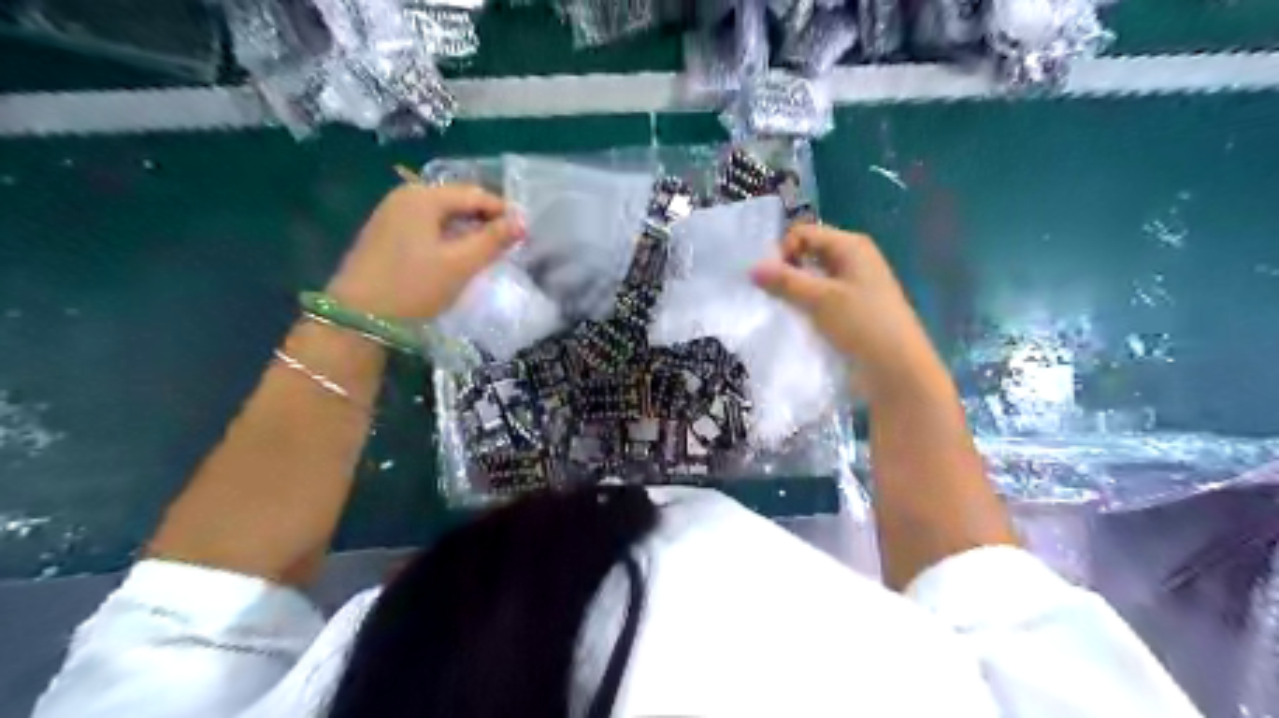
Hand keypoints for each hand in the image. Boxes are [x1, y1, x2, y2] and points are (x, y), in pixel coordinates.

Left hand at [324, 183, 522, 317]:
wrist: (358, 317)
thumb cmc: (414, 287)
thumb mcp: (460, 264)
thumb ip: (492, 240)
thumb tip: (521, 222)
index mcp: (424, 197)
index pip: (475, 194)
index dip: (503, 212)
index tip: (524, 234)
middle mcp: (405, 196)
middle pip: (457, 200)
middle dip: (485, 220)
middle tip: (507, 244)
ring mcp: (391, 214)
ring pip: (442, 215)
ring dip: (467, 229)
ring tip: (486, 252)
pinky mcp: (385, 234)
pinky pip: (426, 226)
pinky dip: (447, 236)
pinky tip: (456, 257)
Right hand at [753, 223, 947, 400]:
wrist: (897, 370)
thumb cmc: (862, 325)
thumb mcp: (821, 299)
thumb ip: (785, 282)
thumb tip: (751, 268)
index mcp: (851, 246)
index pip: (804, 234)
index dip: (783, 251)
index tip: (770, 280)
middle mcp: (852, 260)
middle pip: (808, 254)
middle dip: (786, 271)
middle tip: (771, 296)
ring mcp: (852, 287)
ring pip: (812, 279)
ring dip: (794, 291)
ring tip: (781, 310)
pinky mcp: (850, 311)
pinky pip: (819, 299)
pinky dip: (805, 306)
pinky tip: (796, 322)